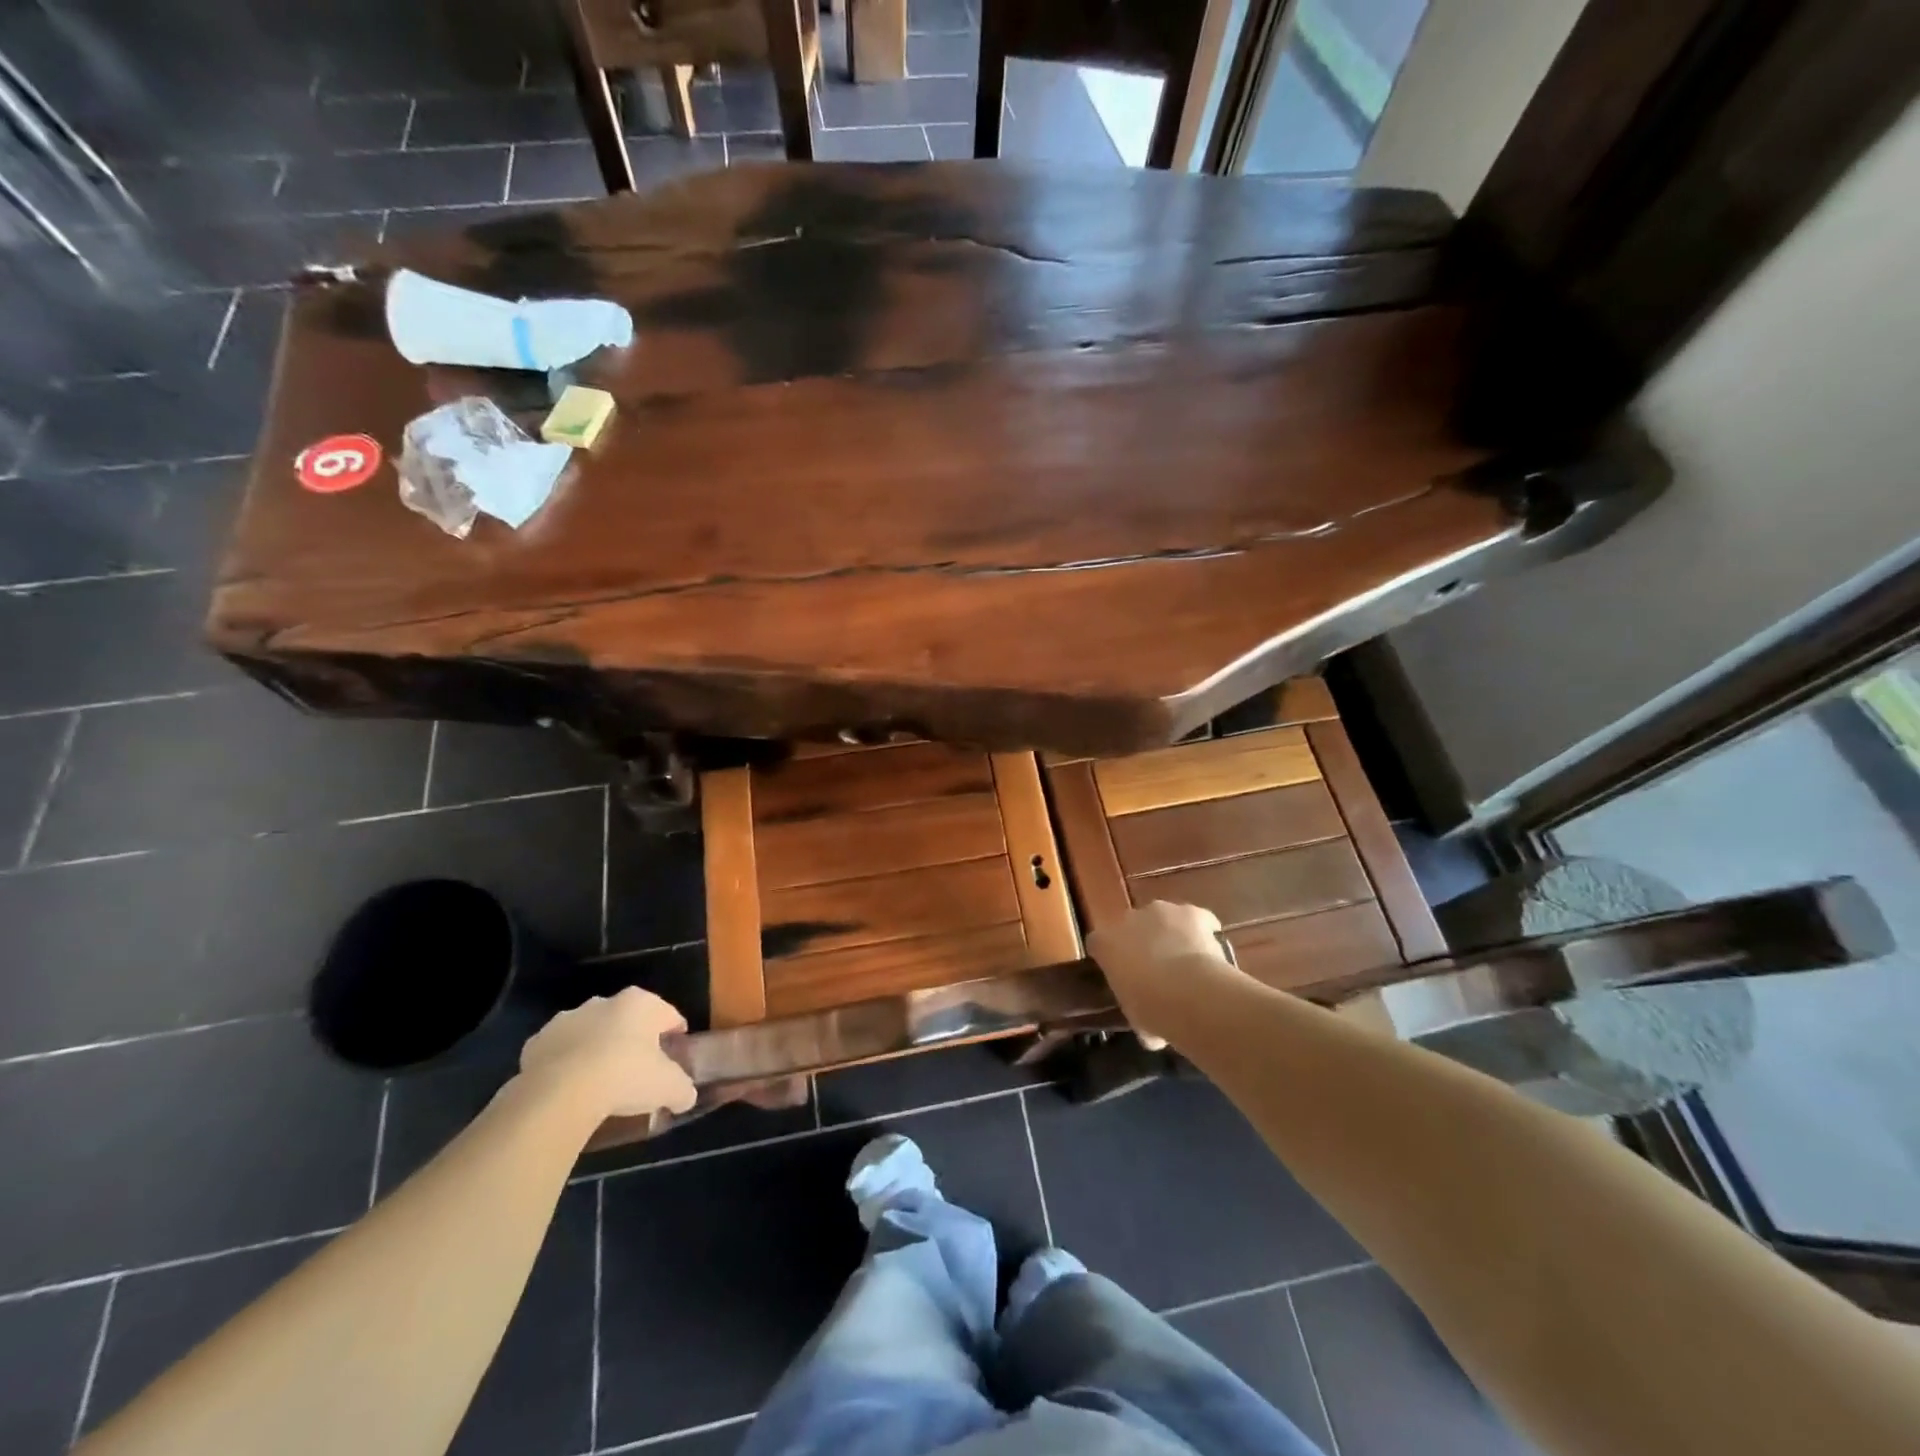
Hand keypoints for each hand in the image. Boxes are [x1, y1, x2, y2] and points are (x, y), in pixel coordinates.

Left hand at [519, 988, 697, 1118]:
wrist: (560, 1094)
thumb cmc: (625, 1077)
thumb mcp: (669, 1088)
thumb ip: (683, 1089)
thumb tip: (685, 1097)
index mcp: (641, 1003)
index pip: (668, 1014)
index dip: (674, 1036)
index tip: (674, 1057)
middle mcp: (604, 1002)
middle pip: (626, 1020)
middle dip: (632, 1040)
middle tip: (638, 1072)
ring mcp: (566, 1020)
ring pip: (590, 1033)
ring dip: (595, 1050)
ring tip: (600, 1084)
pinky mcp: (535, 1043)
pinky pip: (558, 1053)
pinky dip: (565, 1066)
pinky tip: (569, 1091)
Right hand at [1086, 901, 1236, 1039]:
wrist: (1187, 992)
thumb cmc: (1151, 1009)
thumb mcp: (1136, 1019)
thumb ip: (1138, 1015)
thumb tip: (1150, 1032)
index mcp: (1105, 944)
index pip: (1099, 944)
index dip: (1112, 958)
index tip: (1123, 975)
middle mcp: (1128, 919)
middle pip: (1132, 927)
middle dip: (1143, 944)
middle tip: (1157, 971)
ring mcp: (1161, 911)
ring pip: (1164, 918)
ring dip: (1171, 934)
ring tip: (1187, 962)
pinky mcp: (1192, 912)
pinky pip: (1198, 918)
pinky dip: (1203, 929)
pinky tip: (1211, 947)